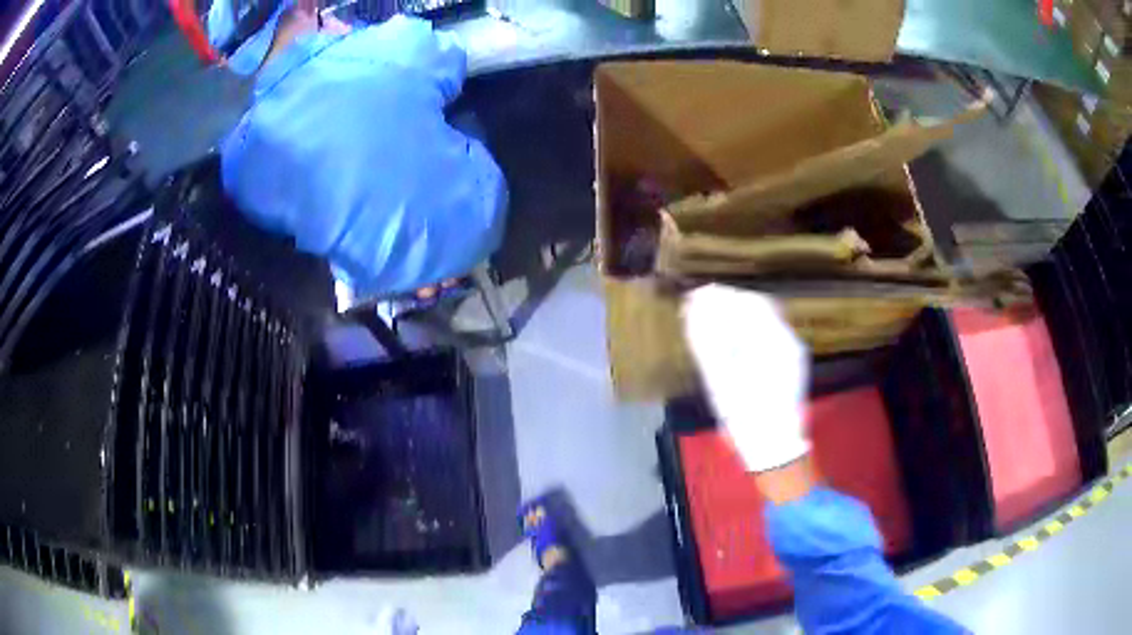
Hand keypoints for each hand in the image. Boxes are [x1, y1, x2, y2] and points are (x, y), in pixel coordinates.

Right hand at [682, 284, 810, 472]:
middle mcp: (788, 340)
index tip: (696, 296)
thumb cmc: (746, 416)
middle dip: (728, 303)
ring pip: (764, 319)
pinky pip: (769, 334)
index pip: (747, 302)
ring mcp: (792, 351)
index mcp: (774, 341)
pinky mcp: (790, 362)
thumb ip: (706, 340)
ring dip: (737, 316)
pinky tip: (730, 339)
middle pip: (758, 306)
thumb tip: (693, 307)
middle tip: (699, 306)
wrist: (774, 447)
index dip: (720, 296)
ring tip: (710, 321)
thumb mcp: (719, 380)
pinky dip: (747, 331)